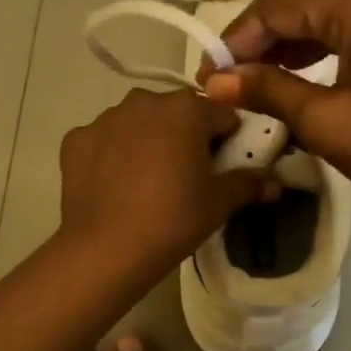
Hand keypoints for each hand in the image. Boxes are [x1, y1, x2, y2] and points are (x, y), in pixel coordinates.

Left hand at [58, 87, 268, 275]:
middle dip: (184, 136)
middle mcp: (144, 101)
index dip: (227, 139)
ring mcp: (105, 118)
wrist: (106, 249)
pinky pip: (103, 140)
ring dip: (146, 141)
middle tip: (186, 176)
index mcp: (186, 108)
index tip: (223, 165)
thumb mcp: (219, 203)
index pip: (220, 115)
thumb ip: (249, 183)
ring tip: (146, 182)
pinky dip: (110, 155)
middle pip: (176, 114)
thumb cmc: (173, 219)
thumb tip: (274, 182)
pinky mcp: (76, 139)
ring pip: (137, 123)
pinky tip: (113, 186)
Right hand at [201, 0, 350, 218]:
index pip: (277, 5)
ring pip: (320, 11)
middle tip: (227, 75)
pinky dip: (313, 47)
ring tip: (252, 79)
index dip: (236, 39)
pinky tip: (293, 76)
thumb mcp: (325, 121)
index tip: (209, 78)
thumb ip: (267, 91)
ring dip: (283, 40)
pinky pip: (345, 27)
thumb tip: (215, 83)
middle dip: (256, 33)